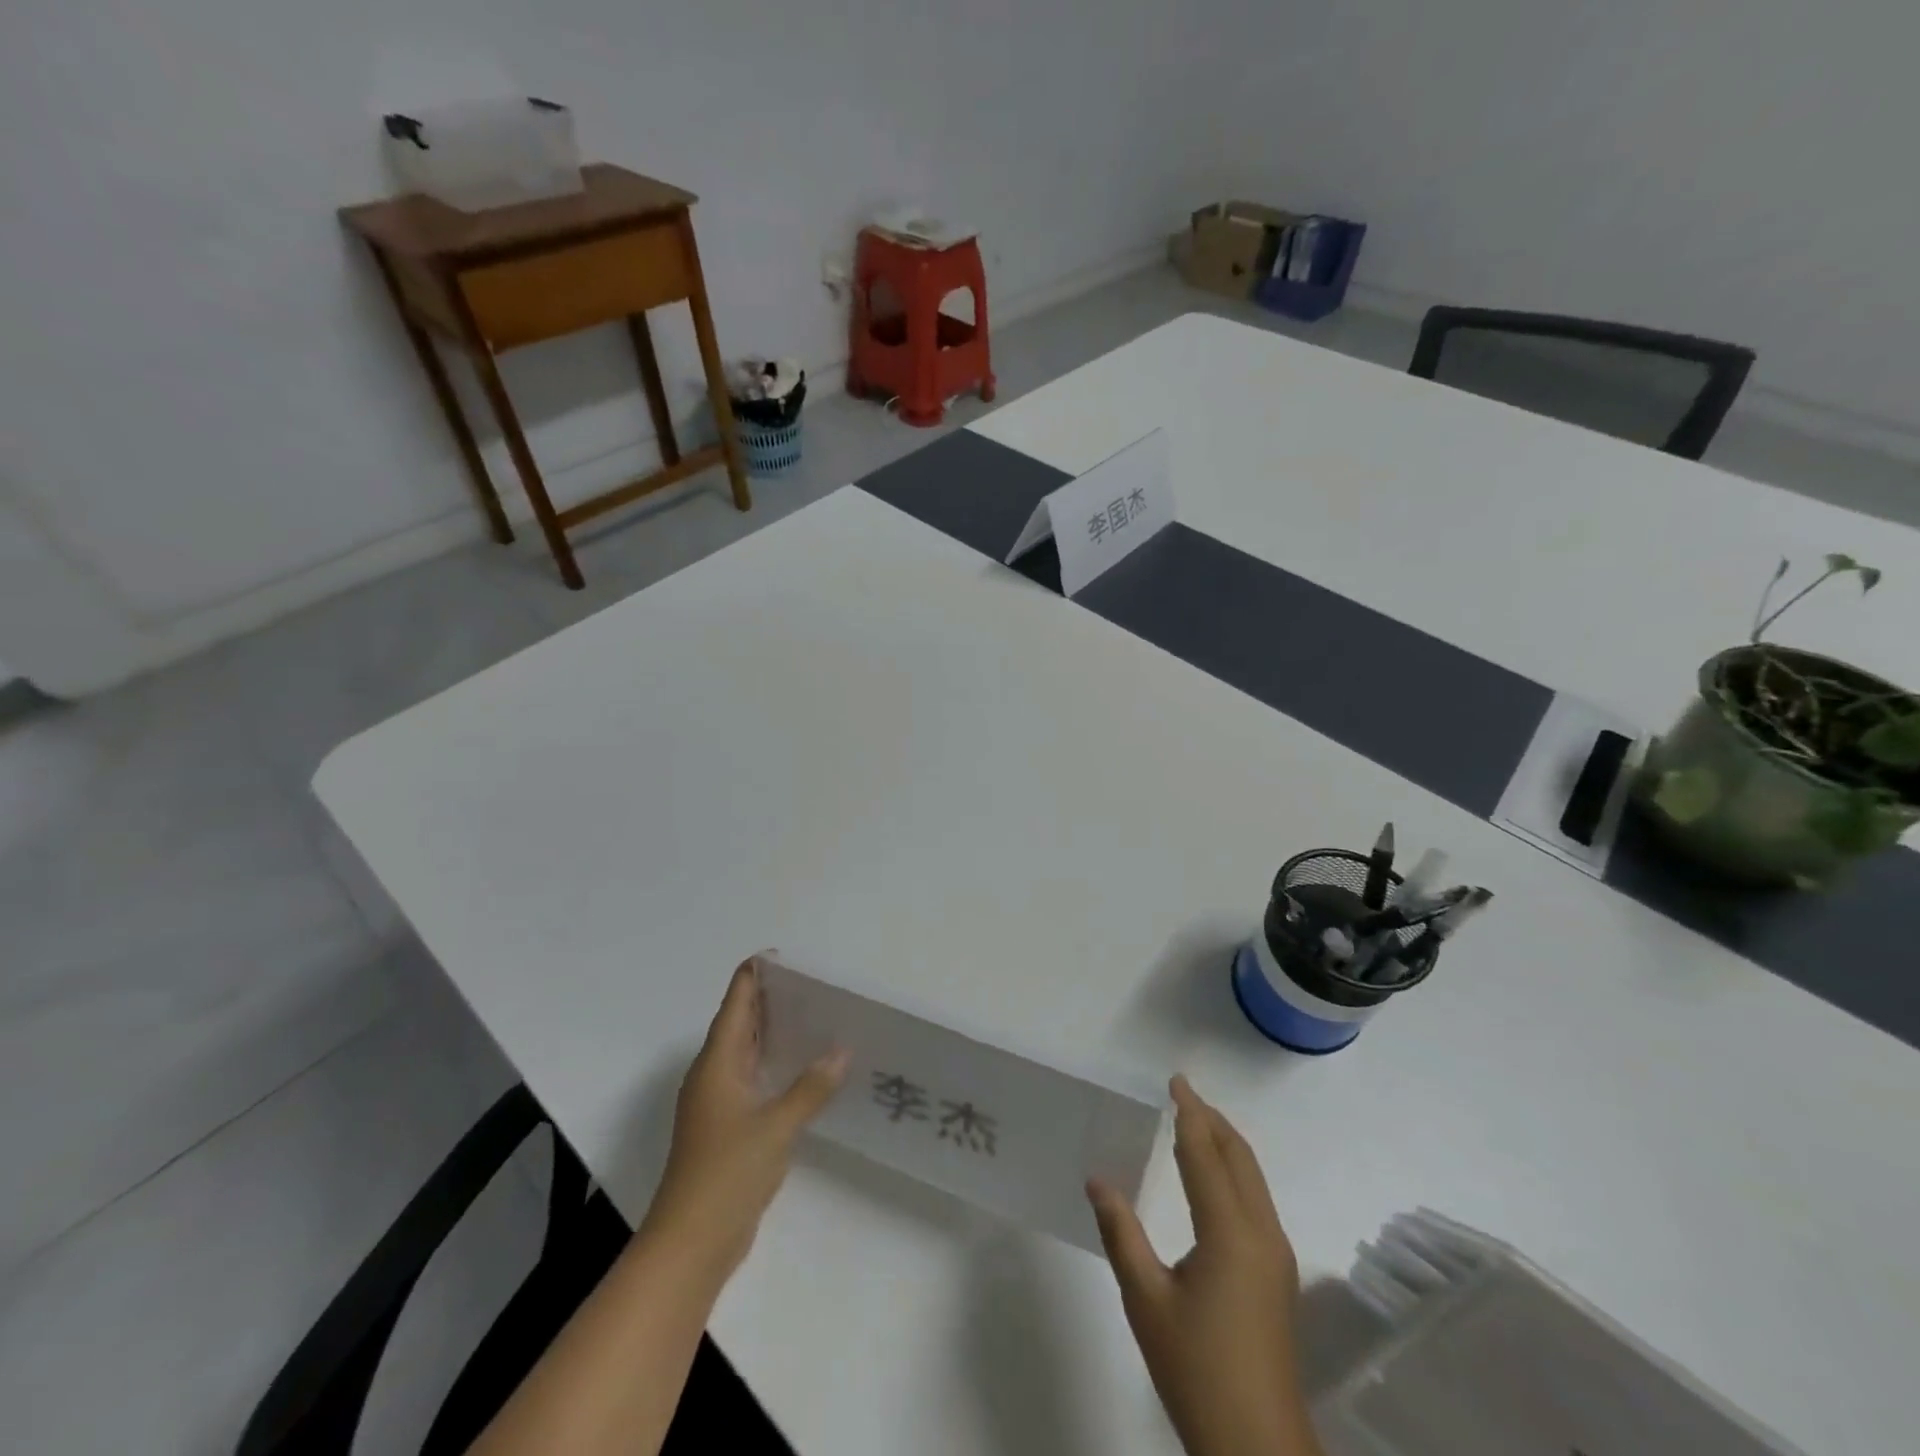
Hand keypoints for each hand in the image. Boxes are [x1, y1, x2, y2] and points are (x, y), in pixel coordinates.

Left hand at [641, 958, 848, 1280]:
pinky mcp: (727, 1128)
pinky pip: (752, 1079)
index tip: (784, 958)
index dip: (754, 975)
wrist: (691, 1243)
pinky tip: (802, 1069)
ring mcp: (718, 1103)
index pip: (736, 1003)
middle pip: (739, 1023)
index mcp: (717, 1063)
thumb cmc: (727, 1173)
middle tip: (810, 983)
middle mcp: (714, 1075)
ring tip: (812, 1015)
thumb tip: (842, 1051)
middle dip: (768, 999)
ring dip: (772, 1032)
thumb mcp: (777, 1126)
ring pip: (745, 1052)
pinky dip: (774, 1064)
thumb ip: (810, 1087)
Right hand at [1087, 1075, 1317, 1455]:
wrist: (1258, 1448)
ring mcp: (1275, 1256)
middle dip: (1212, 1121)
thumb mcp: (1146, 1301)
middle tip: (1182, 1097)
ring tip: (1194, 1126)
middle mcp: (1261, 1233)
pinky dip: (1234, 1172)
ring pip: (1253, 1179)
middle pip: (1239, 1158)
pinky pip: (1257, 1201)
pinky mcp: (1278, 1276)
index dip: (1190, 1114)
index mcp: (1229, 1232)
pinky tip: (1211, 1182)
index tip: (1176, 1082)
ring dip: (1225, 1145)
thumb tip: (1098, 1180)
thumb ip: (1122, 1233)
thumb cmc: (1196, 1369)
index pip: (1206, 1154)